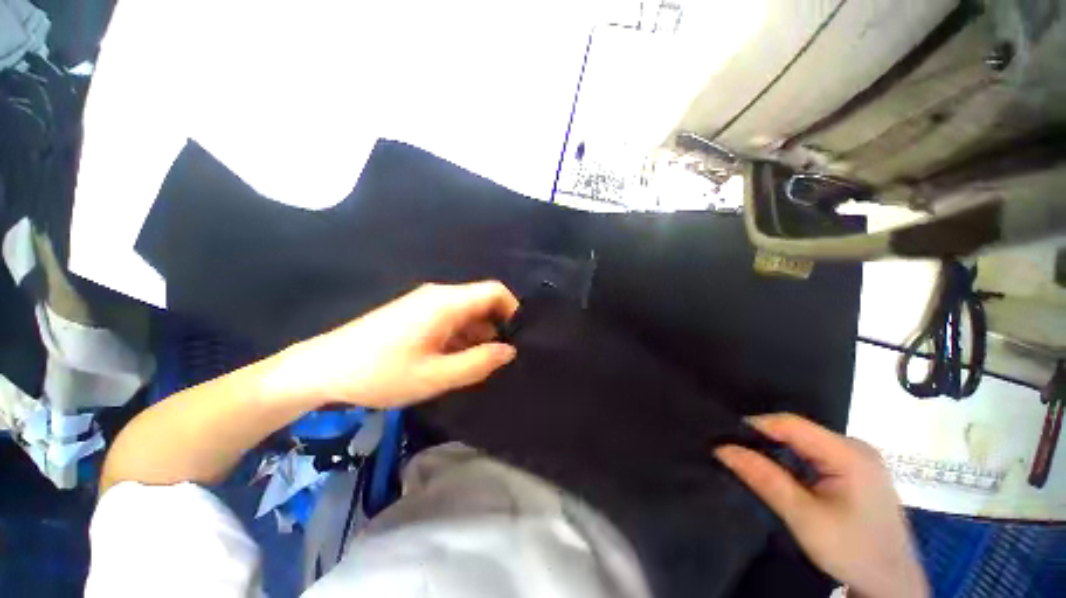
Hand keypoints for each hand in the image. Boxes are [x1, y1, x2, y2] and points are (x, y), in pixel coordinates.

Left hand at [271, 281, 518, 408]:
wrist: (323, 369)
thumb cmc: (381, 372)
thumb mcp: (436, 375)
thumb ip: (479, 363)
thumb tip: (509, 351)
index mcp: (448, 302)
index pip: (496, 291)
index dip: (513, 310)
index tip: (519, 338)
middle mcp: (440, 295)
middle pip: (482, 302)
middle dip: (497, 328)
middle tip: (499, 360)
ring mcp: (426, 303)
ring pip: (467, 313)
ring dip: (478, 335)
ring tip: (478, 366)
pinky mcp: (416, 314)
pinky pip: (451, 319)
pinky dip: (461, 337)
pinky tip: (454, 361)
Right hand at [714, 414, 927, 597]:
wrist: (891, 584)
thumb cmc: (852, 551)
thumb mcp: (803, 517)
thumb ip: (764, 479)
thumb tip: (723, 448)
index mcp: (849, 453)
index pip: (792, 424)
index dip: (756, 426)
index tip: (727, 439)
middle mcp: (856, 447)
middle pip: (799, 431)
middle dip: (764, 439)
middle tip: (736, 452)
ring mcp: (859, 458)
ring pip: (805, 442)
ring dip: (777, 450)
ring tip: (751, 461)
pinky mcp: (857, 470)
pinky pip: (815, 453)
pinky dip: (793, 459)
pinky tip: (781, 472)